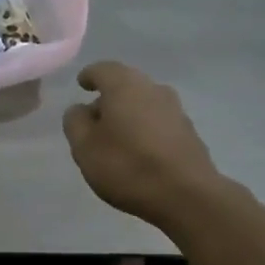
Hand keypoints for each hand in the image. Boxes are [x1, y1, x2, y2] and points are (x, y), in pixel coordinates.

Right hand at [62, 61, 224, 229]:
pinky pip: (158, 123)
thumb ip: (75, 122)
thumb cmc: (127, 166)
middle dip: (108, 98)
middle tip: (93, 119)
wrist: (186, 195)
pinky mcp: (188, 133)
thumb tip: (81, 109)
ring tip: (114, 139)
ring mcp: (175, 110)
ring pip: (143, 103)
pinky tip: (137, 152)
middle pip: (125, 85)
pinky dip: (144, 130)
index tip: (82, 85)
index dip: (89, 76)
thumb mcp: (84, 147)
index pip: (103, 69)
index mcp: (124, 86)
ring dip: (127, 115)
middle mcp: (153, 89)